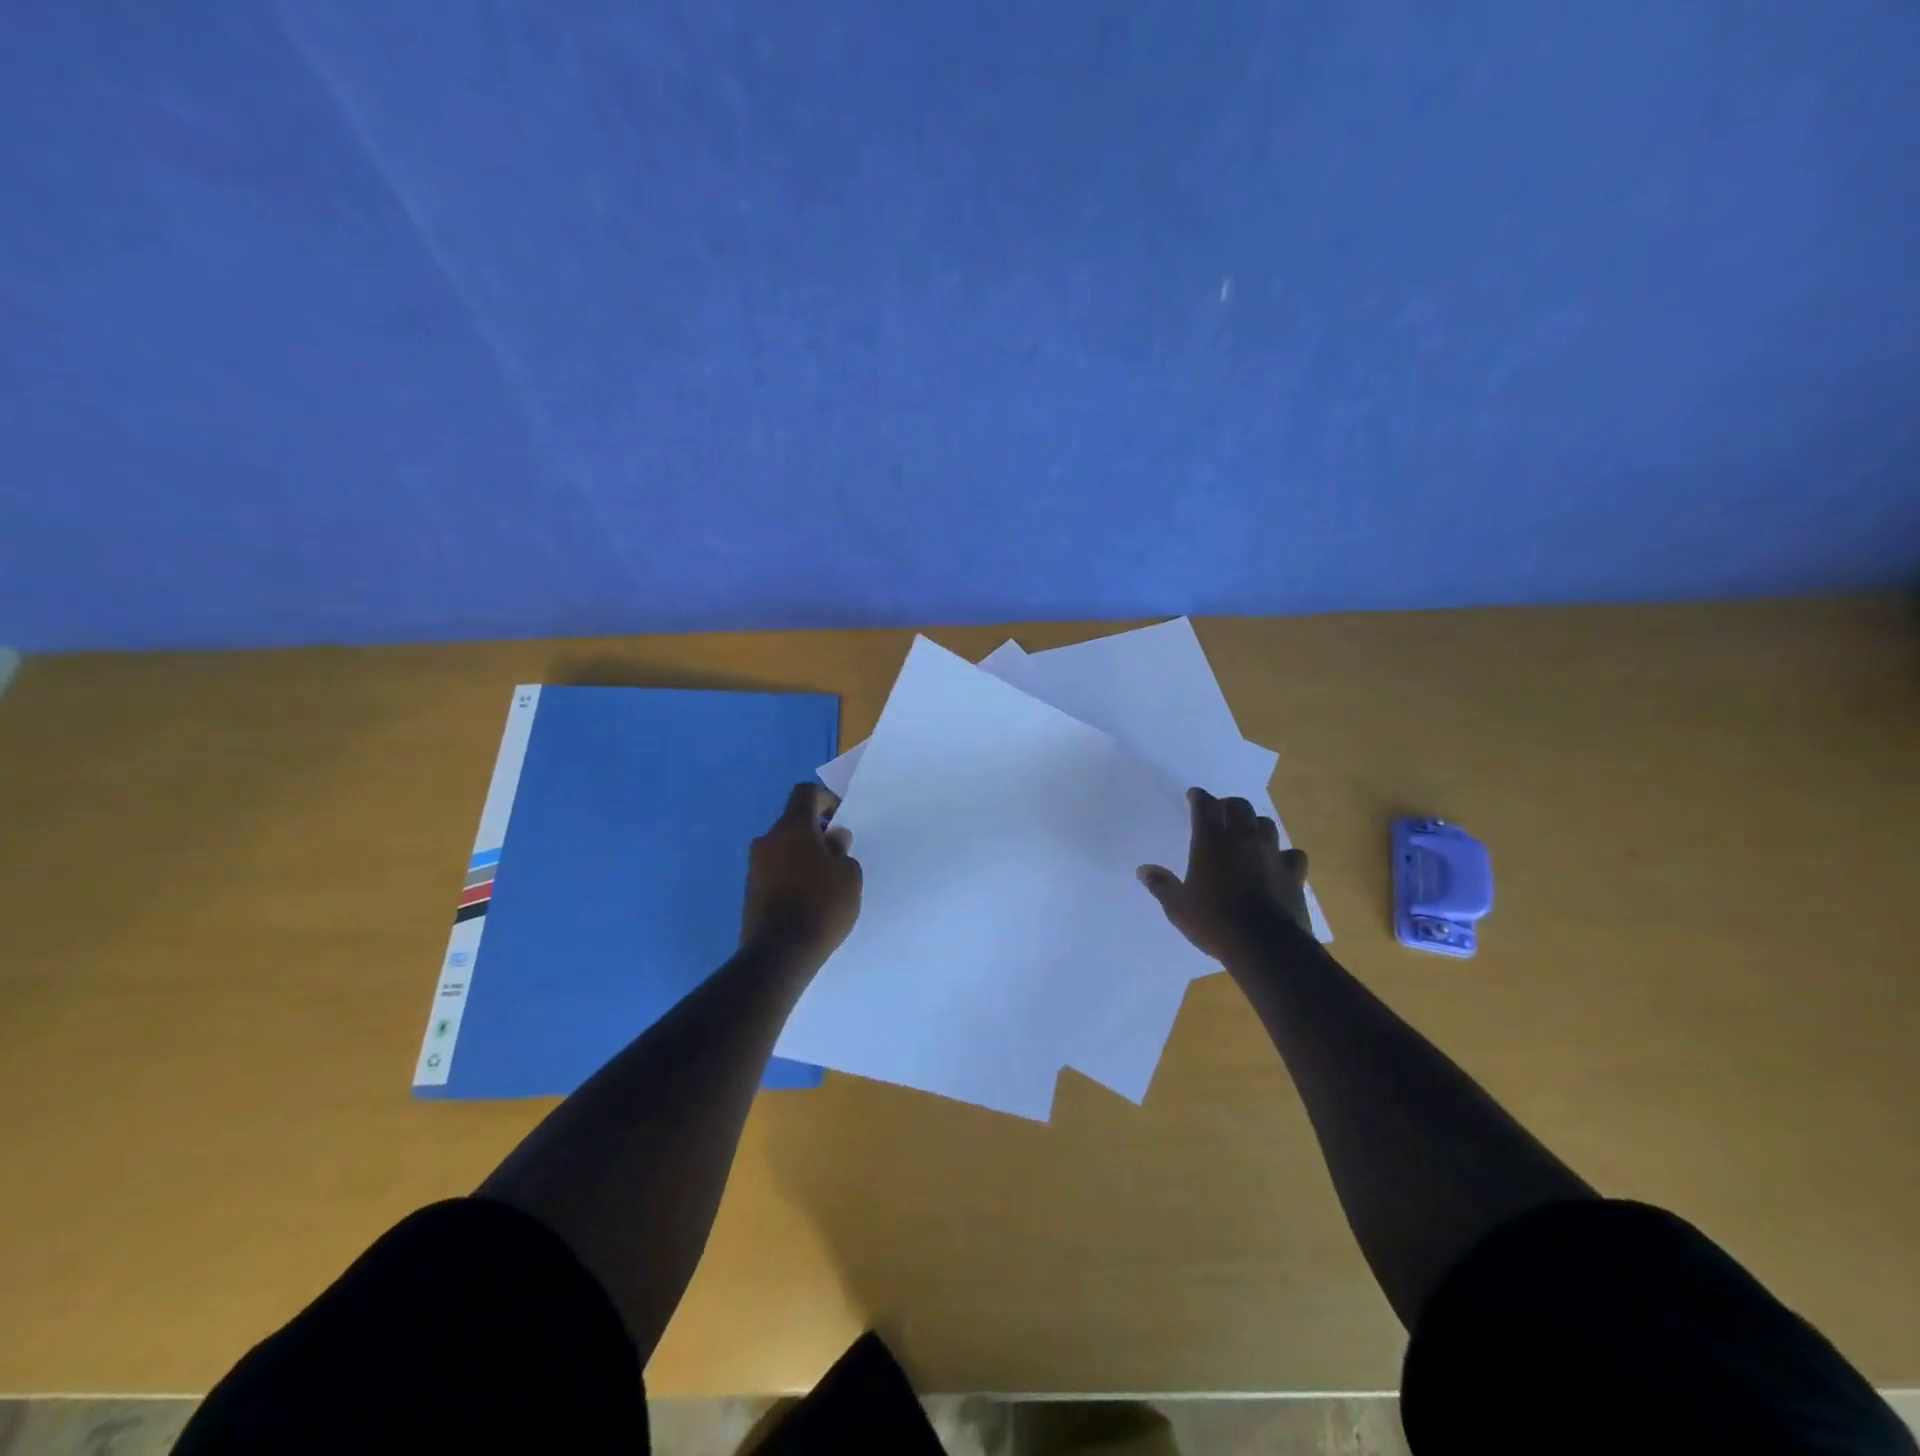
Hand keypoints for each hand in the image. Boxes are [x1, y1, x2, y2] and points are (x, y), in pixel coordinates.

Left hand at [741, 783, 862, 968]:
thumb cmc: (822, 905)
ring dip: (802, 854)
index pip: (805, 793)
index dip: (825, 799)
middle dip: (816, 831)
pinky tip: (808, 897)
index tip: (840, 818)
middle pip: (793, 821)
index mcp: (793, 827)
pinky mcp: (750, 890)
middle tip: (837, 854)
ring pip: (783, 847)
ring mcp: (755, 865)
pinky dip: (791, 873)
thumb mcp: (848, 876)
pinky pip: (775, 869)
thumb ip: (842, 850)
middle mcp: (768, 839)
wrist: (780, 953)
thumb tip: (834, 838)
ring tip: (824, 880)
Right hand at [1138, 788, 1312, 966]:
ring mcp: (1272, 853)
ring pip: (1266, 824)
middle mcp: (1243, 839)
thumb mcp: (1178, 907)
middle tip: (1220, 813)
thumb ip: (1161, 885)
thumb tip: (1143, 870)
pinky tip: (1278, 863)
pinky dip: (1283, 855)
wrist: (1265, 945)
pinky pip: (1292, 854)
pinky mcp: (1294, 873)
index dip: (1199, 797)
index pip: (1205, 805)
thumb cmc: (1214, 922)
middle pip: (1239, 806)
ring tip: (1248, 834)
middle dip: (1228, 805)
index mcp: (1211, 841)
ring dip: (1255, 824)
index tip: (1194, 796)